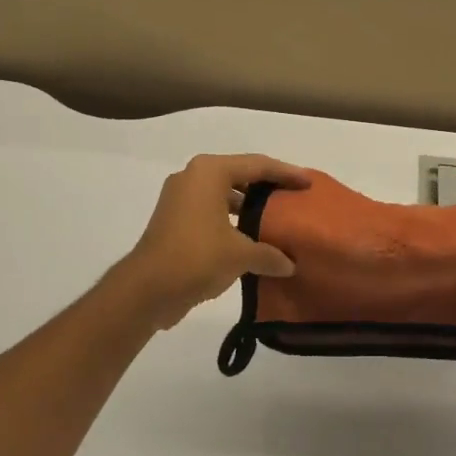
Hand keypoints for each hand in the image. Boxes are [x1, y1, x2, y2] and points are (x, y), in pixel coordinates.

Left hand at [114, 154, 311, 329]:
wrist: (146, 289)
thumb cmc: (196, 257)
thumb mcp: (241, 255)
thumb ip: (270, 254)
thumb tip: (290, 265)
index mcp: (209, 172)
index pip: (258, 165)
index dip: (286, 173)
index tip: (309, 183)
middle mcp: (193, 177)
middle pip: (240, 174)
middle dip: (268, 186)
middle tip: (294, 197)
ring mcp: (179, 198)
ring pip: (224, 192)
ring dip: (249, 204)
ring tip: (277, 217)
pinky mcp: (174, 219)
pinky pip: (212, 210)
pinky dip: (232, 218)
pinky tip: (251, 237)